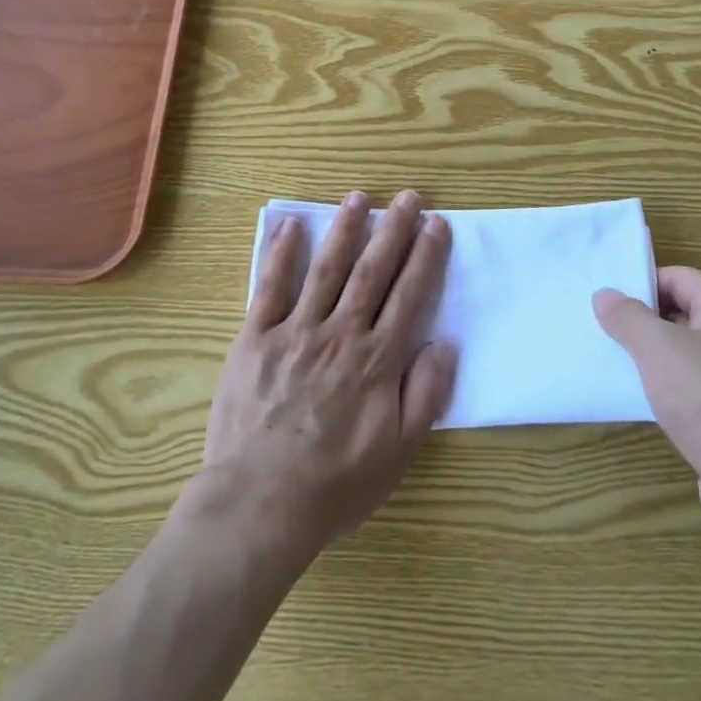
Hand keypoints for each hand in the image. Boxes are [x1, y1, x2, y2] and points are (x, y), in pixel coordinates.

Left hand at [199, 190, 457, 568]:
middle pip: (372, 271)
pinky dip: (281, 254)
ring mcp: (296, 331)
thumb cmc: (335, 484)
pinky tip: (292, 225)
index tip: (437, 223)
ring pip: (326, 269)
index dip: (425, 256)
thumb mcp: (398, 452)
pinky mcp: (256, 338)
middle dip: (393, 230)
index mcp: (376, 360)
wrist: (260, 503)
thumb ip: (425, 395)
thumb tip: (444, 343)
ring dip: (344, 229)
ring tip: (359, 197)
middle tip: (408, 197)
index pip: (409, 295)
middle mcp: (340, 333)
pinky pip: (270, 287)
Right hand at [594, 267, 700, 553]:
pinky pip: (697, 389)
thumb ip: (628, 317)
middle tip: (603, 331)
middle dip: (643, 321)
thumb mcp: (658, 349)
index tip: (606, 302)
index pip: (679, 277)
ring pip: (688, 354)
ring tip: (615, 365)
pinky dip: (670, 390)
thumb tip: (605, 295)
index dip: (642, 284)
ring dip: (654, 359)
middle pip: (684, 313)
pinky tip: (644, 403)